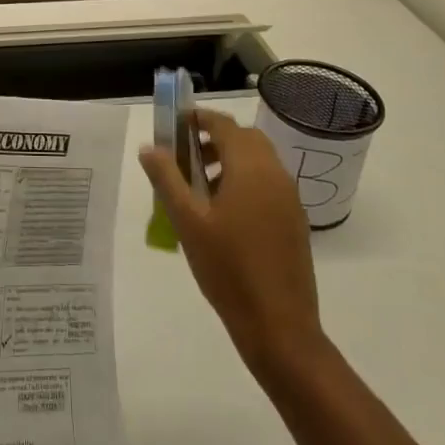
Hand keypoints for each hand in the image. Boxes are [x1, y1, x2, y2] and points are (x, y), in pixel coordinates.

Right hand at [139, 108, 325, 381]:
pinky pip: (268, 183)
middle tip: (184, 157)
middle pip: (245, 139)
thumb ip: (167, 178)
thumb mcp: (187, 221)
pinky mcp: (294, 221)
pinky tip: (223, 214)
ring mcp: (289, 198)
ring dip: (229, 160)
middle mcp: (275, 174)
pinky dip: (245, 181)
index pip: (224, 125)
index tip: (174, 124)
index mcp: (250, 168)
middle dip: (214, 139)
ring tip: (199, 188)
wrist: (279, 325)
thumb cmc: (227, 268)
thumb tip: (149, 147)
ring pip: (258, 161)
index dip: (198, 118)